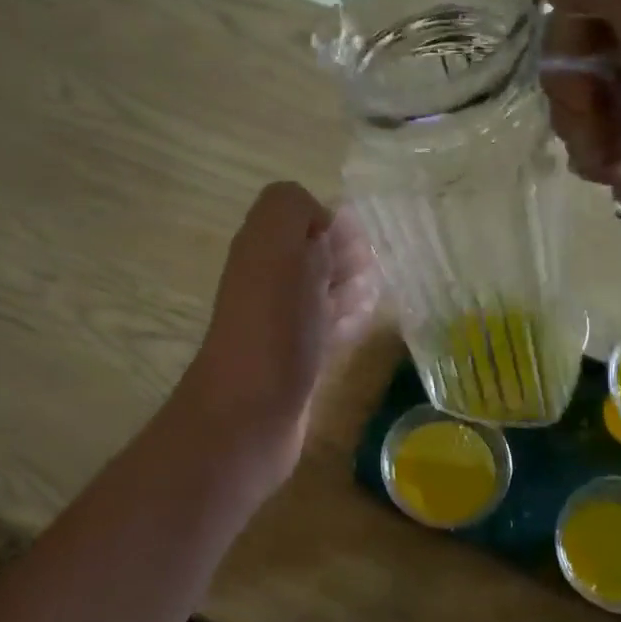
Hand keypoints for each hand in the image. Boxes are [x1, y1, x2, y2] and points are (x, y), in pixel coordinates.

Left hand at [172, 182, 379, 487]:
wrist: (252, 412)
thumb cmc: (272, 324)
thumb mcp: (276, 244)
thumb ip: (290, 209)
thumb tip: (319, 222)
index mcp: (261, 249)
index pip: (304, 219)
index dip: (334, 225)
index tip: (355, 246)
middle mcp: (269, 283)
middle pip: (315, 257)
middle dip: (346, 258)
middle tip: (365, 273)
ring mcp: (283, 326)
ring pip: (323, 294)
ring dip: (349, 289)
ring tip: (368, 296)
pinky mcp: (298, 363)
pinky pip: (326, 331)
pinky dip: (345, 323)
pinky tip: (359, 325)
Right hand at [541, 0, 620, 259]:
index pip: (589, 10)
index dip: (568, 38)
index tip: (580, 63)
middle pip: (583, 67)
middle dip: (572, 94)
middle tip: (594, 111)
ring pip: (592, 116)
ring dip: (585, 135)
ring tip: (610, 156)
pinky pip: (612, 156)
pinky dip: (607, 165)